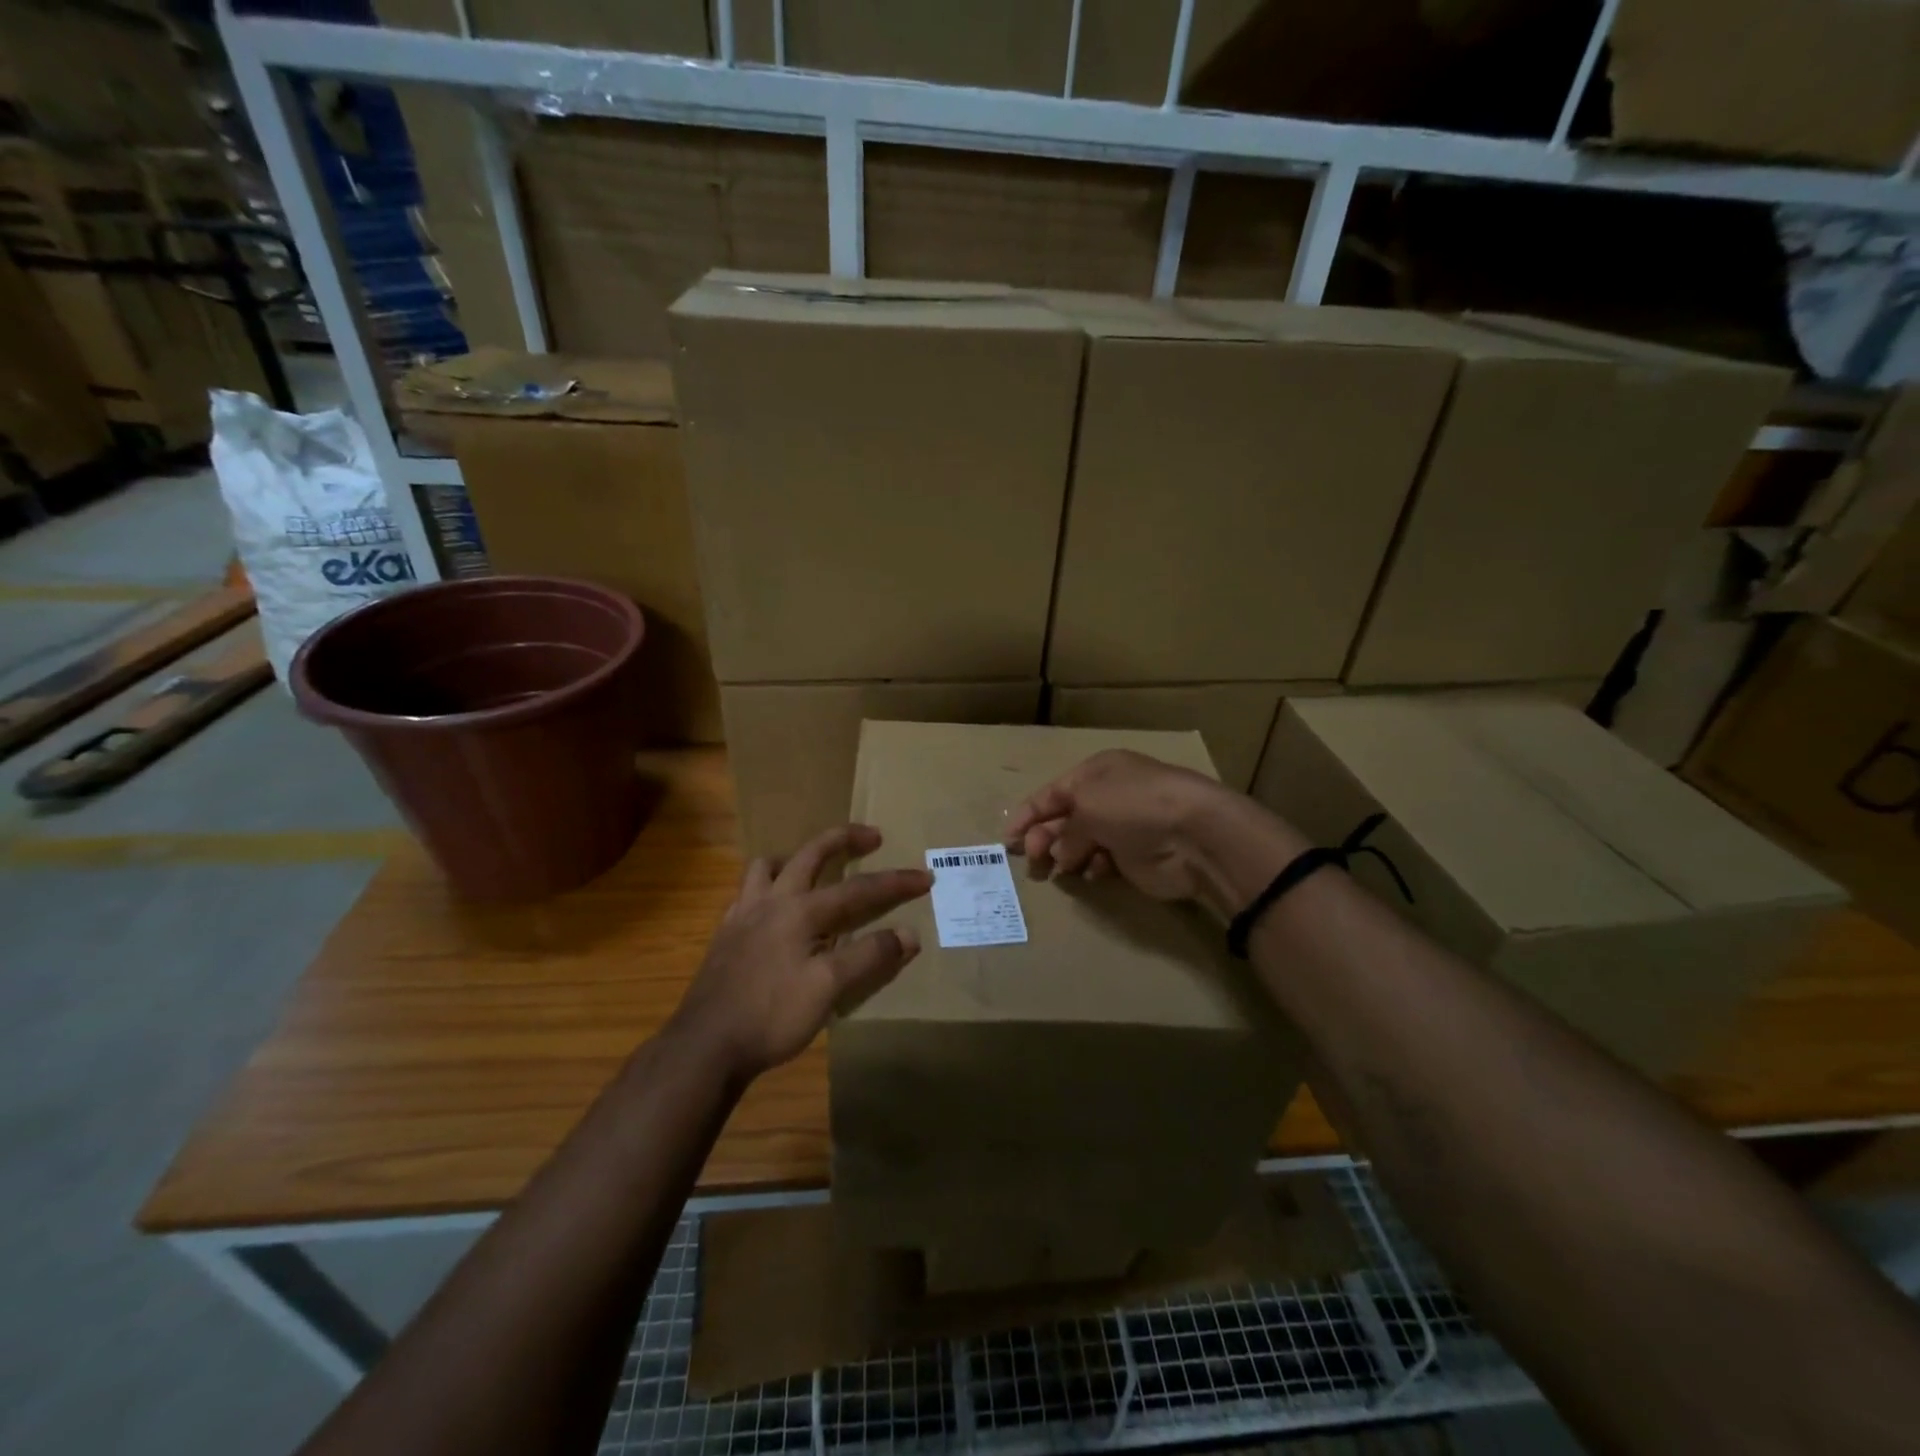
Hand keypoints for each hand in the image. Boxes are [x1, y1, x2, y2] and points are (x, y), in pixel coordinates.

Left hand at [670, 825, 931, 1081]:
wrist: (705, 1046)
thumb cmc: (771, 1016)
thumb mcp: (828, 989)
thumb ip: (869, 957)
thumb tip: (909, 934)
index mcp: (800, 911)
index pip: (858, 890)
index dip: (894, 883)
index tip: (925, 877)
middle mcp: (771, 901)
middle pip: (810, 855)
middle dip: (843, 839)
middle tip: (872, 836)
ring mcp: (742, 915)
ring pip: (768, 867)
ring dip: (795, 858)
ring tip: (812, 867)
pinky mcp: (725, 935)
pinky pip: (748, 892)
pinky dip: (769, 887)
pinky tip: (775, 909)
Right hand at [1005, 749, 1302, 915]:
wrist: (1194, 834)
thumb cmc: (1134, 805)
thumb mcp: (1087, 805)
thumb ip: (1065, 830)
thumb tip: (1061, 853)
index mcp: (1096, 772)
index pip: (1051, 792)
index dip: (1027, 815)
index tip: (1008, 840)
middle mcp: (1109, 795)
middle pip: (1064, 818)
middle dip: (1045, 838)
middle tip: (1033, 860)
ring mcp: (1124, 826)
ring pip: (1082, 842)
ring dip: (1068, 854)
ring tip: (1064, 867)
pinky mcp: (1136, 856)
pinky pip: (1103, 861)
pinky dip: (1094, 867)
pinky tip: (1095, 872)